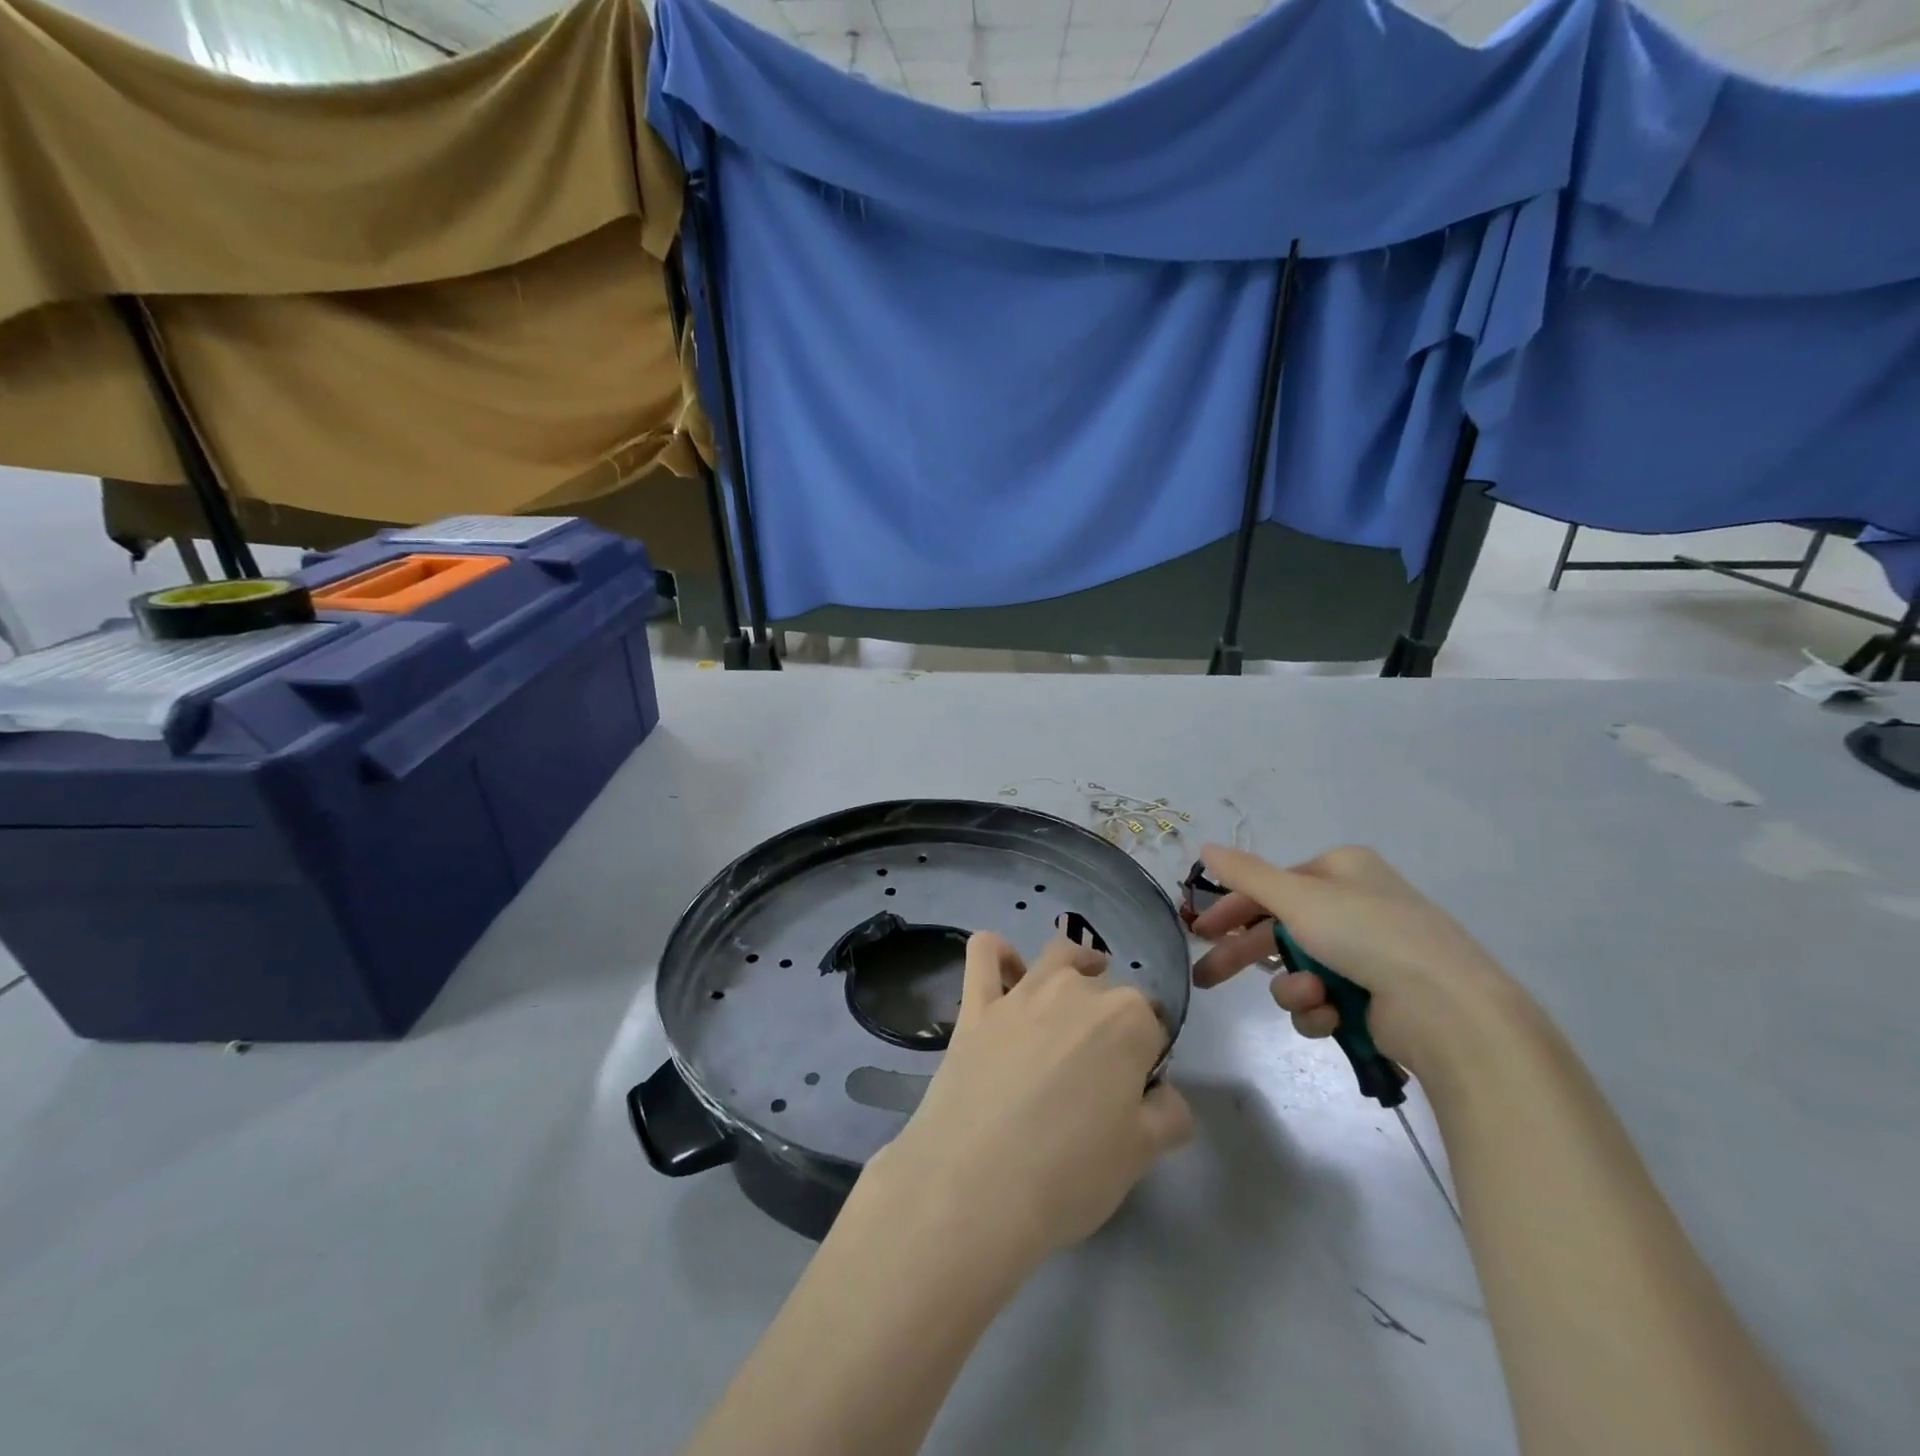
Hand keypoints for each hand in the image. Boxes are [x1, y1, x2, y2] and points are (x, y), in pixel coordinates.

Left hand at [871, 933, 1192, 1271]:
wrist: (975, 1186)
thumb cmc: (1069, 1174)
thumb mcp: (1141, 1155)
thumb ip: (1167, 1114)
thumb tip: (1163, 1095)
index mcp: (1127, 1020)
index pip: (1153, 1025)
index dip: (1148, 1056)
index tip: (1136, 1091)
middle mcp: (1077, 990)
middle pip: (1107, 991)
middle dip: (1111, 1021)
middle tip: (1098, 1074)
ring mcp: (1022, 992)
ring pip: (1057, 957)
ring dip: (1072, 968)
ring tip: (1074, 995)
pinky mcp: (976, 1004)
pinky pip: (985, 952)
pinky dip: (999, 954)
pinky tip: (1008, 973)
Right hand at [1188, 844, 1528, 1077]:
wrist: (1448, 1009)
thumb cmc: (1368, 935)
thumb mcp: (1297, 897)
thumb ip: (1245, 875)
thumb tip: (1204, 848)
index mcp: (1341, 871)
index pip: (1271, 886)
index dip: (1232, 908)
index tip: (1200, 931)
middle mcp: (1353, 907)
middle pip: (1278, 929)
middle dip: (1244, 955)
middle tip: (1206, 977)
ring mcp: (1367, 955)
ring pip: (1297, 970)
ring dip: (1293, 988)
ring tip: (1312, 998)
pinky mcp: (1374, 998)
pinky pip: (1323, 1002)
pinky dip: (1319, 1011)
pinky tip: (1331, 1017)